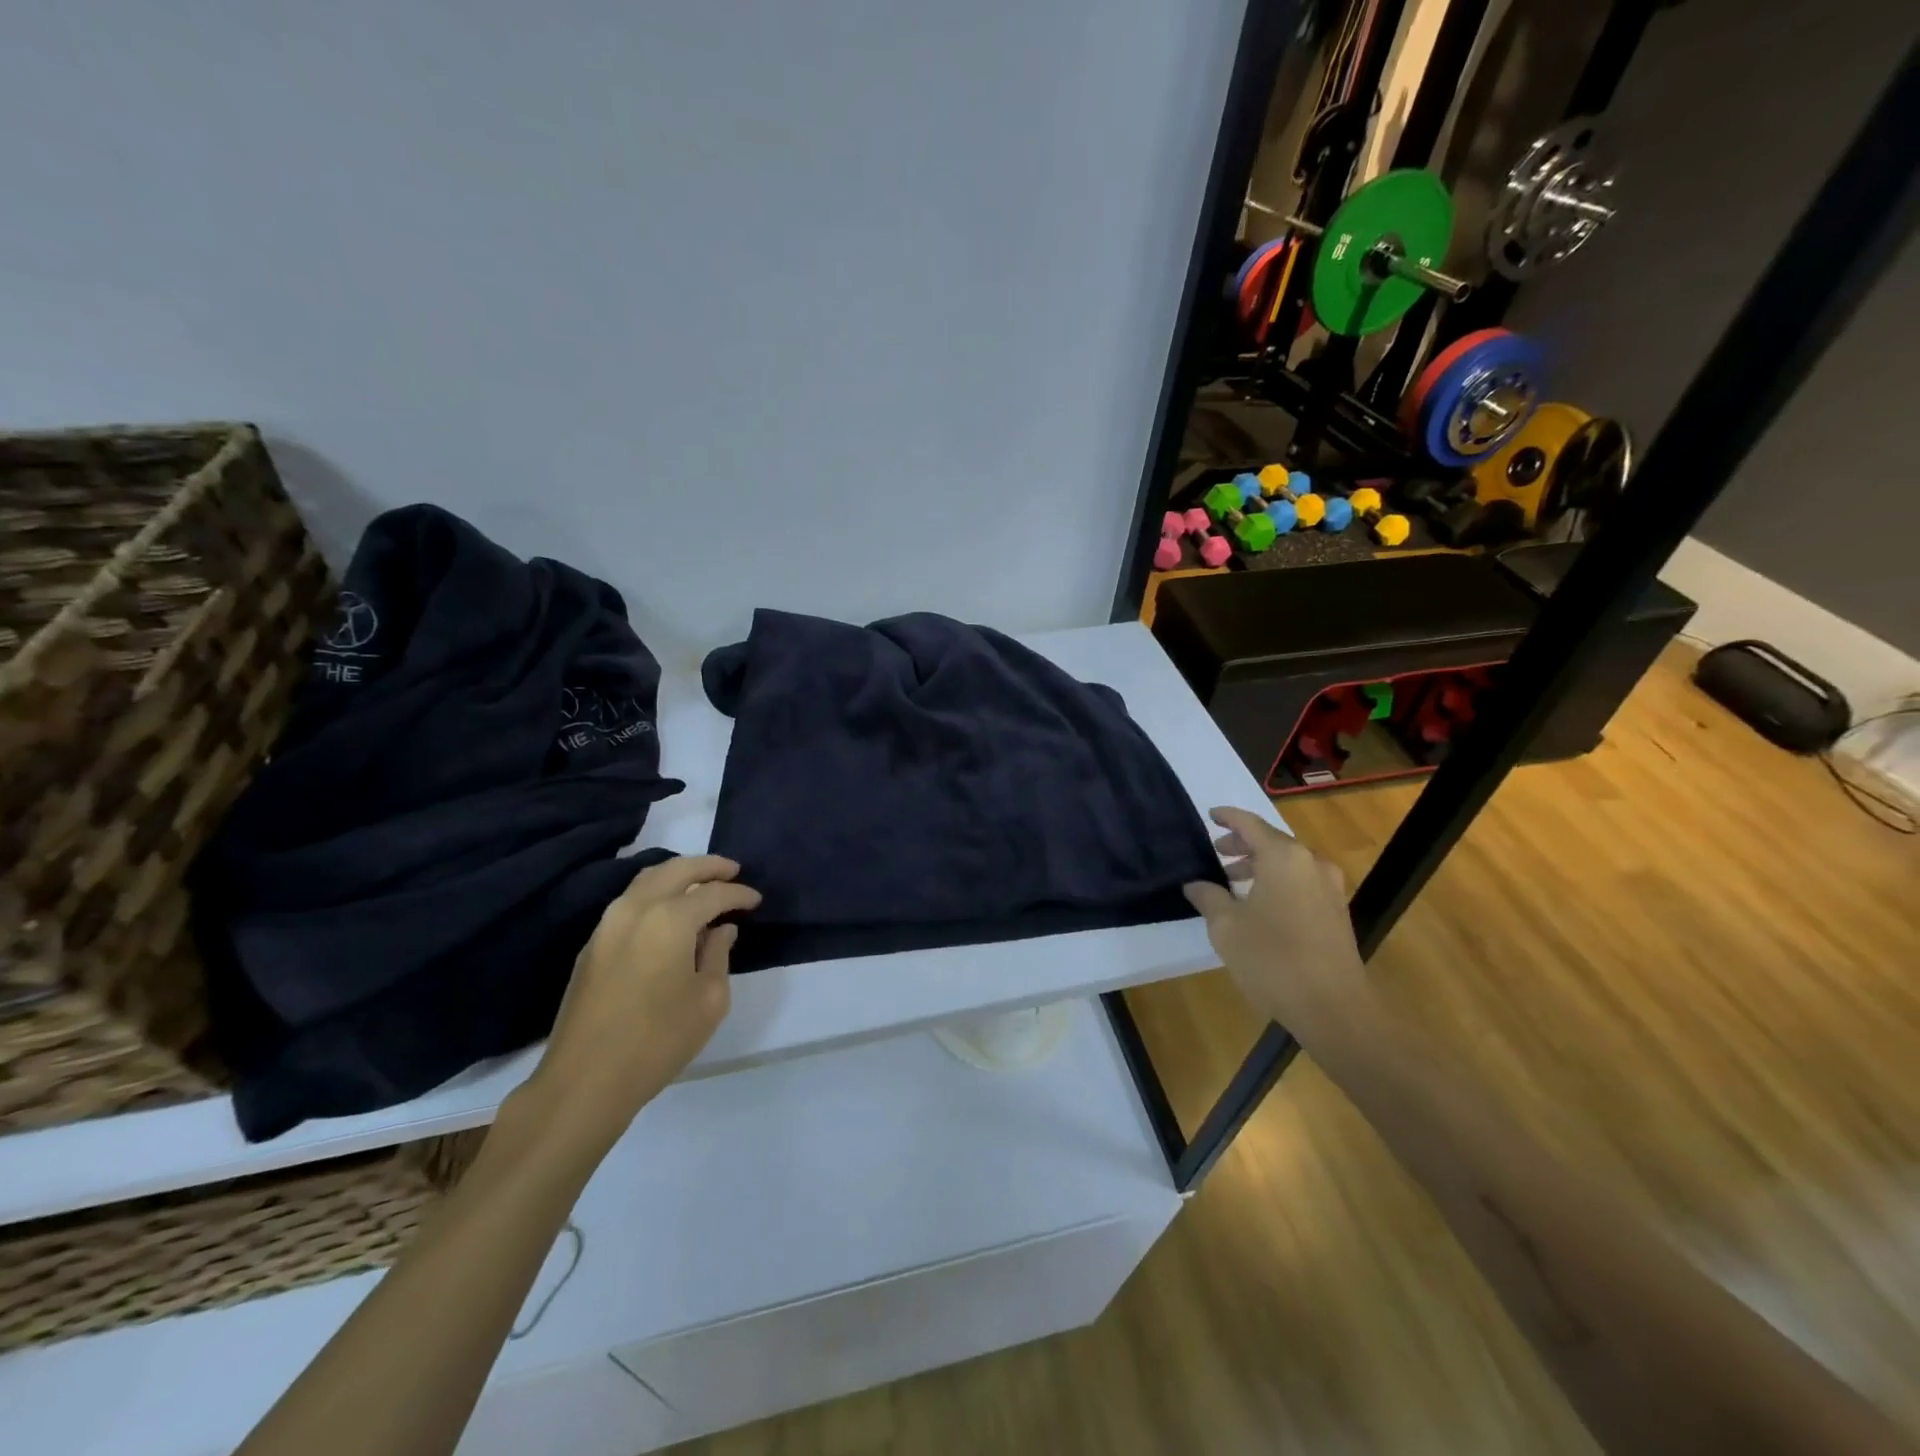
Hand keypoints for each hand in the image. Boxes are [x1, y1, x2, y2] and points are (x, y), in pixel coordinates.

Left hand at [521, 855, 760, 1155]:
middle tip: (732, 870)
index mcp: (669, 918)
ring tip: (702, 885)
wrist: (585, 1080)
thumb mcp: (709, 999)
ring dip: (678, 876)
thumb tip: (720, 930)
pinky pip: (630, 903)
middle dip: (707, 866)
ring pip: (647, 881)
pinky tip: (670, 914)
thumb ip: (718, 954)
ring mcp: (607, 925)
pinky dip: (655, 895)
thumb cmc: (659, 1040)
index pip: (713, 893)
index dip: (739, 894)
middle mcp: (635, 909)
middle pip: (675, 869)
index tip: (756, 900)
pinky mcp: (592, 946)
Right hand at [1183, 807, 1368, 1036]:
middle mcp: (1311, 863)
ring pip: (1288, 863)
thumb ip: (1208, 896)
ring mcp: (1329, 888)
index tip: (1210, 816)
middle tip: (1217, 852)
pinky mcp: (1337, 912)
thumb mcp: (1226, 926)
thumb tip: (1196, 884)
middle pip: (1272, 842)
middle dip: (1242, 845)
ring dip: (1260, 866)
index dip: (1227, 817)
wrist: (1333, 1007)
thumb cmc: (1272, 959)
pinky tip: (1259, 904)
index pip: (1250, 824)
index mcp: (1283, 857)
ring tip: (1233, 880)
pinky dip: (1277, 882)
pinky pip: (1301, 882)